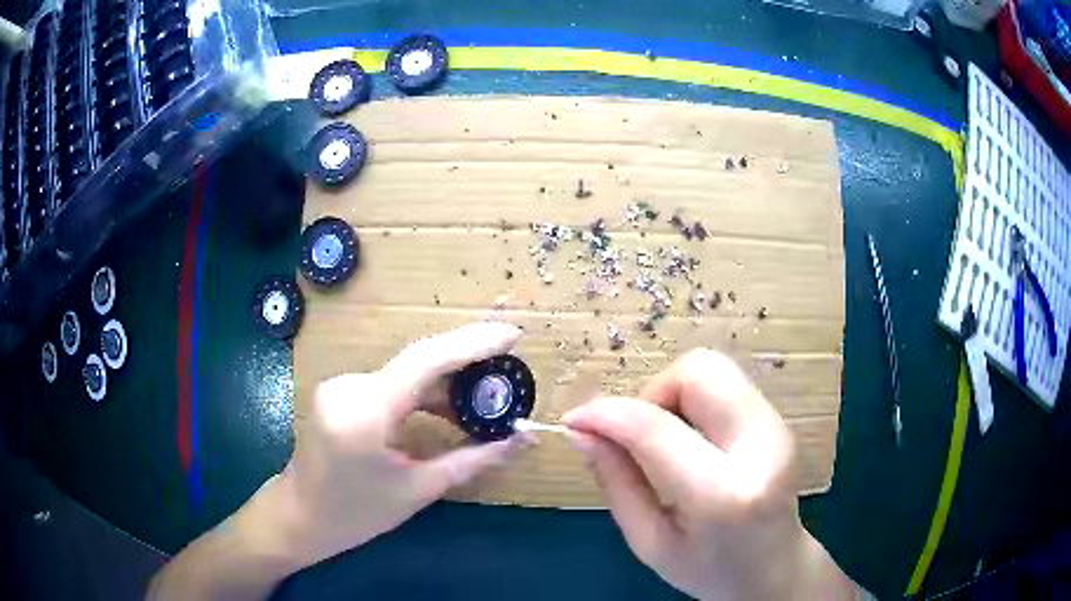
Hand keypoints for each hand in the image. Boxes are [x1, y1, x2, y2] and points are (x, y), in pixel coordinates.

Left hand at [268, 321, 533, 567]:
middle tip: (507, 378)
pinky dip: (423, 394)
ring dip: (446, 384)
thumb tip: (523, 442)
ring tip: (484, 404)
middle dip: (467, 365)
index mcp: (366, 410)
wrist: (300, 517)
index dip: (474, 343)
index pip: (427, 360)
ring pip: (407, 372)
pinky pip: (392, 383)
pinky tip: (447, 411)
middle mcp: (350, 385)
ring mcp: (341, 385)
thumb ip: (474, 460)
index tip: (514, 336)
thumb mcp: (419, 489)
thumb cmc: (357, 514)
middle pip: (419, 362)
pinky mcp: (341, 391)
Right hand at [563, 349, 857, 600]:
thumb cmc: (709, 570)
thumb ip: (616, 482)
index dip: (607, 415)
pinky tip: (689, 441)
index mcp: (724, 495)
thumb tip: (581, 430)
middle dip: (653, 392)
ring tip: (664, 441)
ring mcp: (777, 427)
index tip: (574, 421)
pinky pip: (726, 384)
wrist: (776, 569)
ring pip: (713, 368)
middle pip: (699, 371)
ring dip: (673, 394)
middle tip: (637, 437)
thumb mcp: (649, 542)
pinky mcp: (778, 419)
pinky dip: (693, 401)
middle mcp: (761, 447)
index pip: (657, 429)